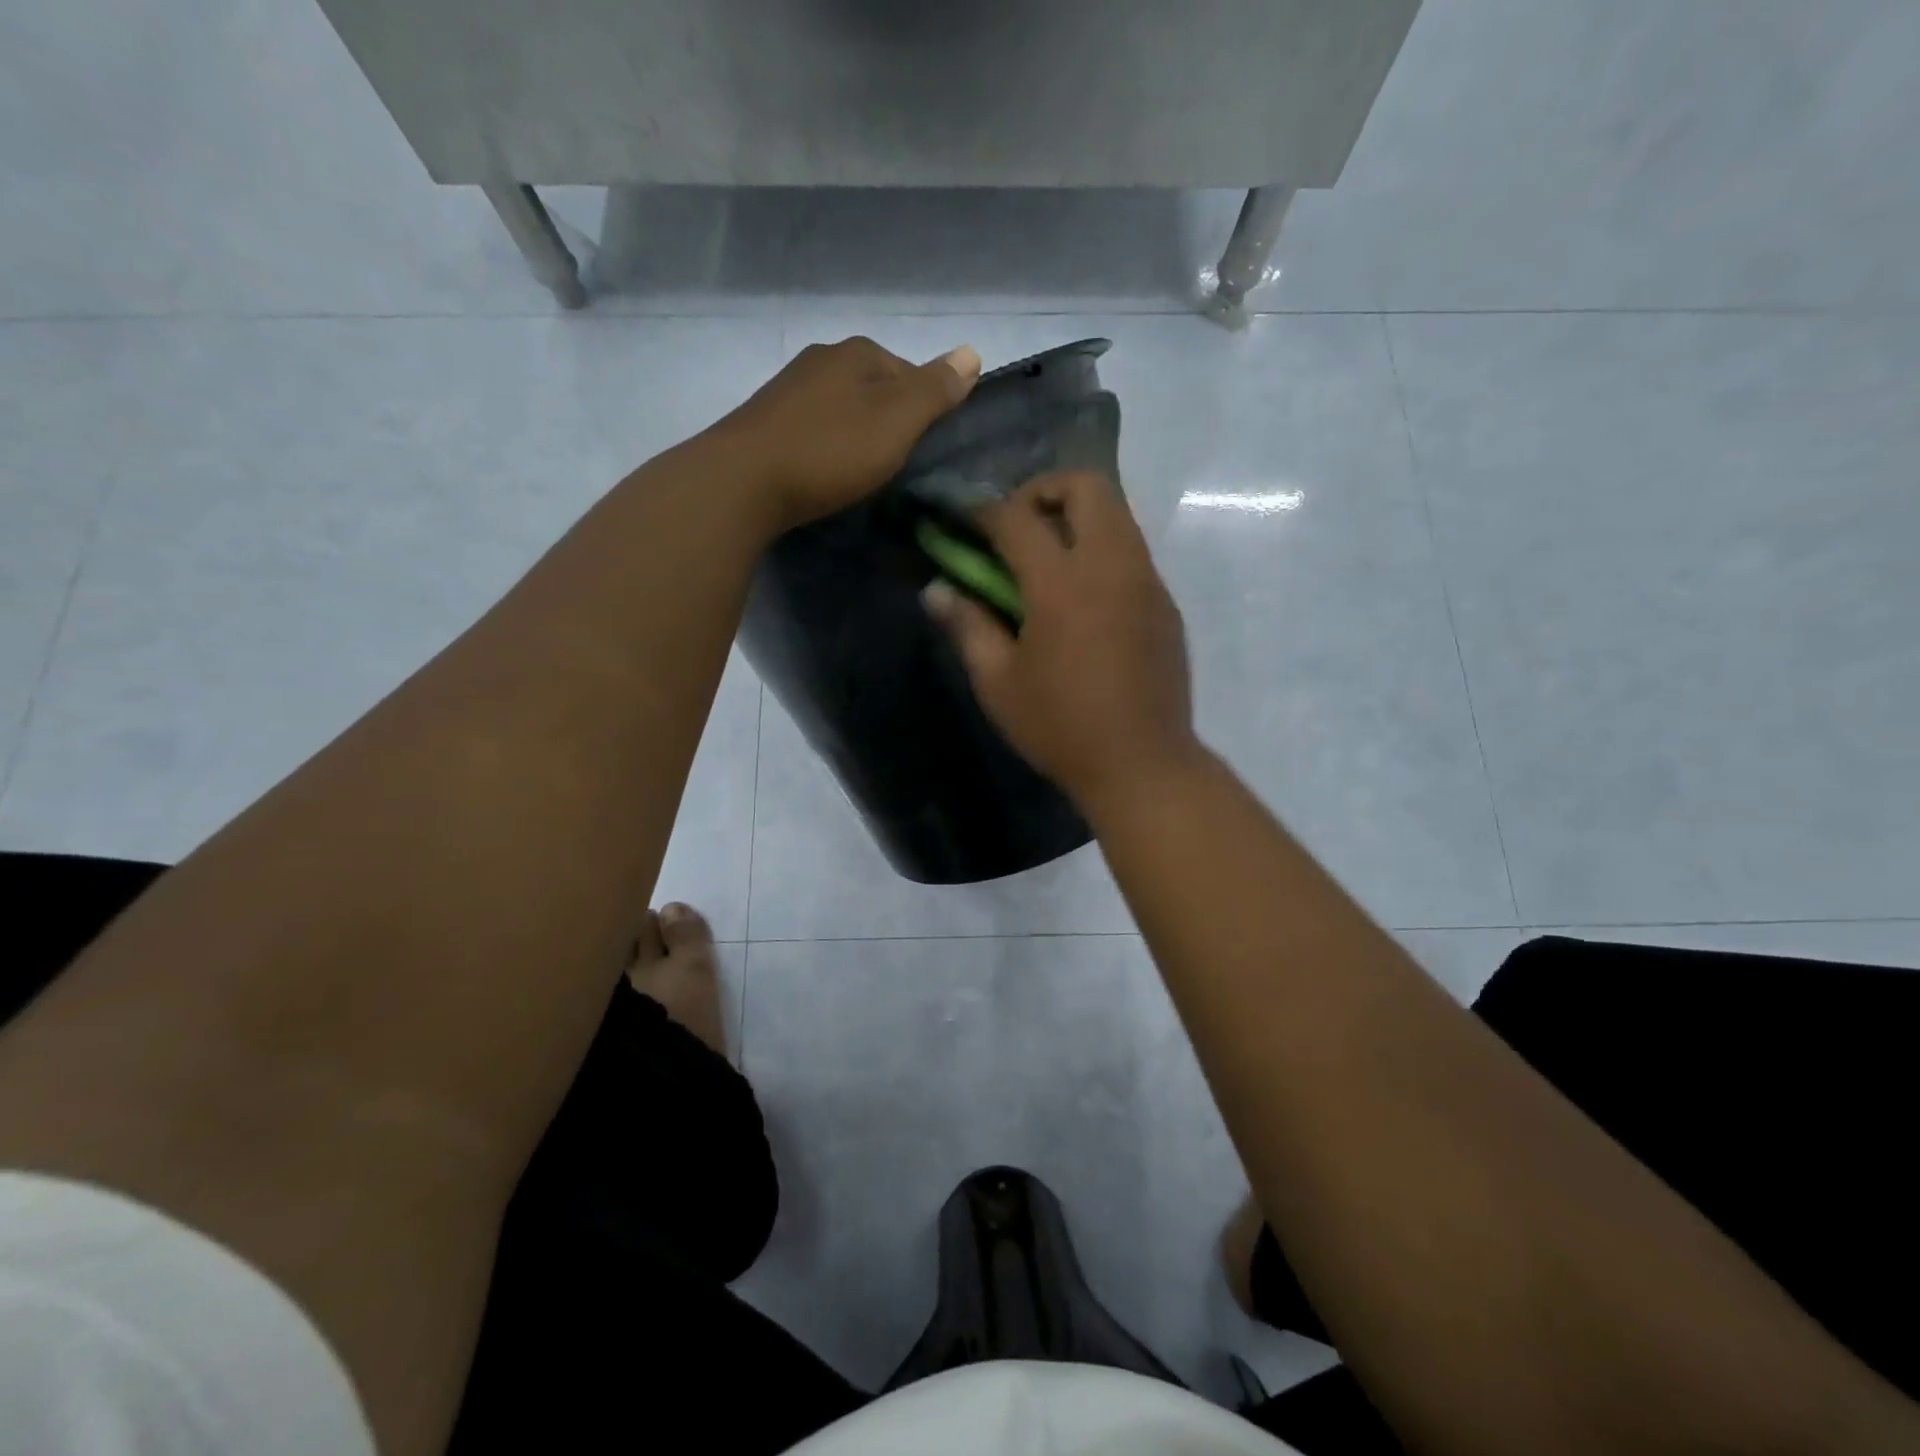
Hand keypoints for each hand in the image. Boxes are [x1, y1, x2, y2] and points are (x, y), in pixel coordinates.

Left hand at [708, 336, 980, 530]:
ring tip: (860, 471)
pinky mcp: (765, 420)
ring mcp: (788, 387)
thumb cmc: (831, 450)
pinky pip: (813, 427)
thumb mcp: (897, 420)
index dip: (925, 408)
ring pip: (841, 406)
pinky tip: (824, 469)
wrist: (744, 482)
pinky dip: (826, 444)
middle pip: (874, 386)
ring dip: (855, 432)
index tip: (924, 448)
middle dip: (888, 419)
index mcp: (858, 352)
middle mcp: (822, 358)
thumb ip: (936, 389)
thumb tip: (973, 352)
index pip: (909, 371)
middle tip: (894, 463)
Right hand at [922, 469, 1199, 811]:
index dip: (984, 511)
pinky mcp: (1165, 603)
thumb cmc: (1061, 726)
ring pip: (1117, 513)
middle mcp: (1111, 565)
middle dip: (1044, 490)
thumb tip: (936, 590)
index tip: (965, 524)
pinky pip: (1132, 551)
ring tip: (1047, 562)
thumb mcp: (999, 682)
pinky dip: (1102, 551)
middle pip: (1086, 485)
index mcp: (1062, 582)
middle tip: (1017, 529)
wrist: (1142, 764)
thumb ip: (967, 626)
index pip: (1017, 516)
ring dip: (1077, 517)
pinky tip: (1083, 602)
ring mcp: (1146, 581)